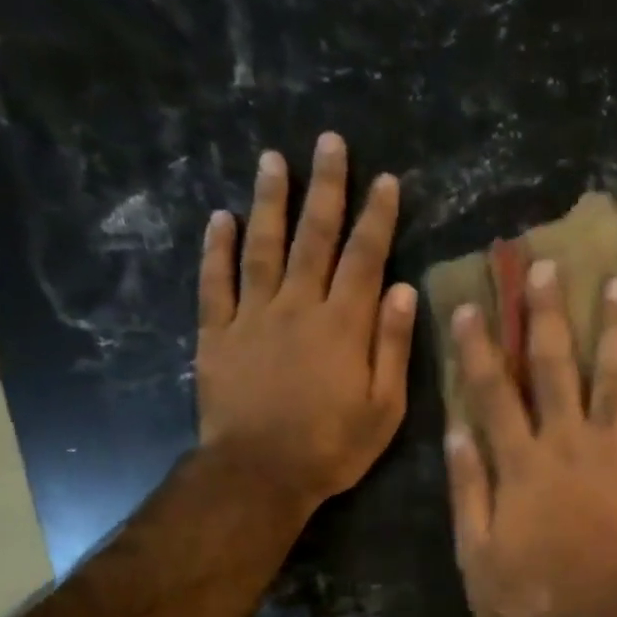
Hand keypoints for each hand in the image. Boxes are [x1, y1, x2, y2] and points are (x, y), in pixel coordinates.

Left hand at [195, 134, 414, 520]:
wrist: (260, 474)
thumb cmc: (332, 447)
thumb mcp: (384, 408)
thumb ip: (392, 347)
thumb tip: (402, 290)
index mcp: (343, 325)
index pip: (365, 258)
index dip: (377, 217)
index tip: (385, 180)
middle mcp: (298, 306)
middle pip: (314, 238)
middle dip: (325, 188)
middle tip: (329, 143)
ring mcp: (252, 317)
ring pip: (261, 247)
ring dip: (269, 201)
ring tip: (272, 159)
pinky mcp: (216, 334)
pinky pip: (215, 283)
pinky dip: (216, 249)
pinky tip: (219, 218)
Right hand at [446, 260, 616, 616]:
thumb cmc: (536, 590)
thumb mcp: (479, 552)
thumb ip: (468, 488)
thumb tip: (456, 430)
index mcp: (522, 462)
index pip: (493, 391)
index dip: (479, 346)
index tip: (473, 305)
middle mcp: (569, 442)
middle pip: (555, 366)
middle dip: (547, 314)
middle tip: (547, 267)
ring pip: (615, 376)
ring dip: (615, 328)